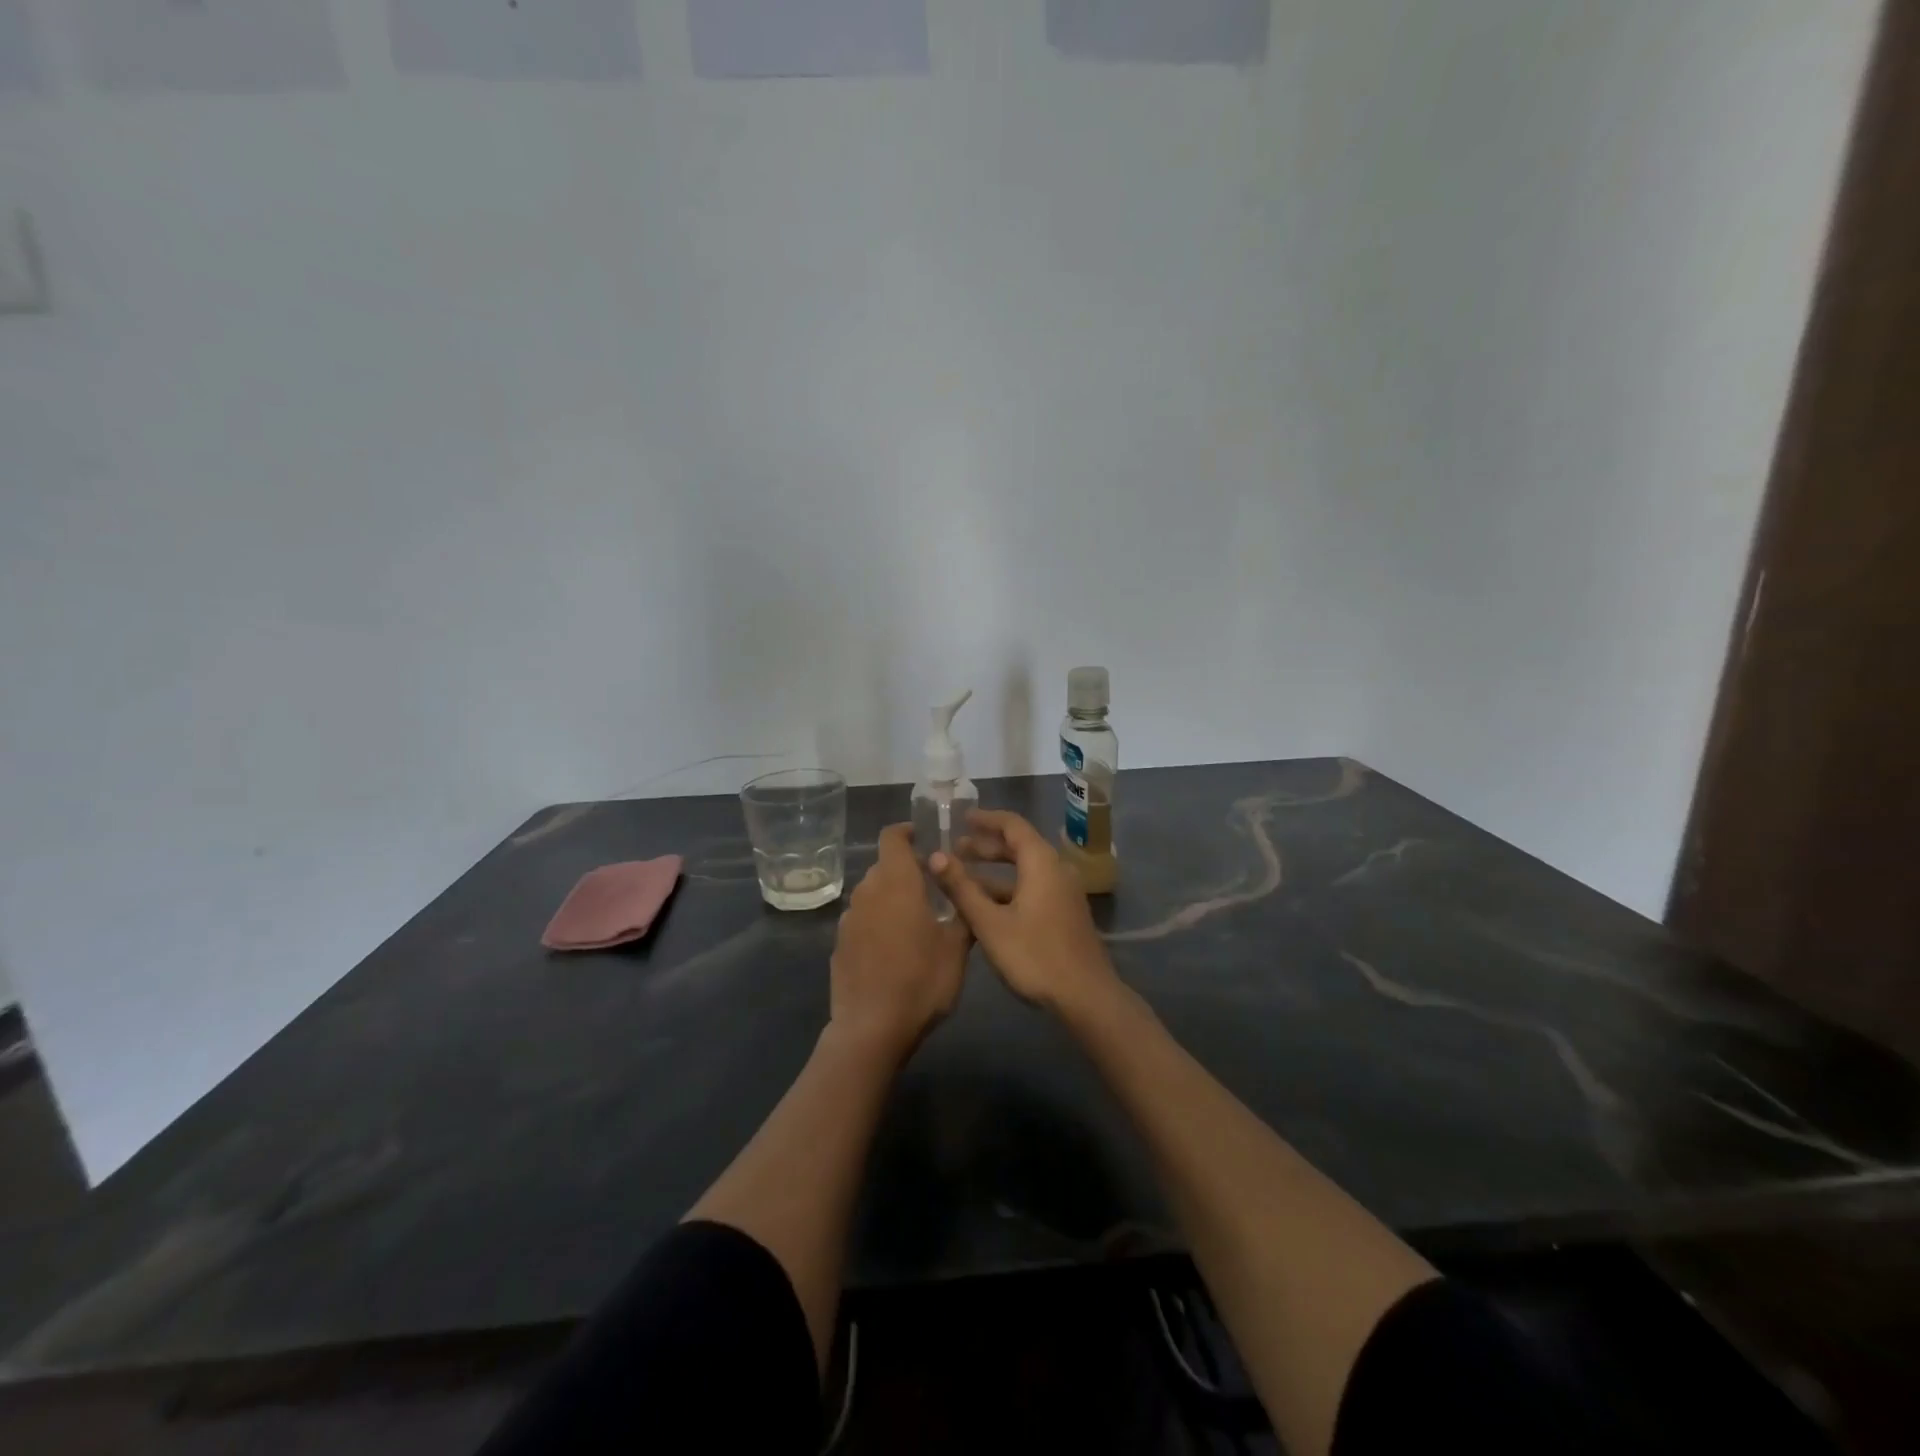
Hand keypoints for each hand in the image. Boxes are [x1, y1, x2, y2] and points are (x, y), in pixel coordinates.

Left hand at [829, 824, 970, 1060]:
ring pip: (872, 894)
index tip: (924, 837)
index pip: (892, 837)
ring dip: (891, 898)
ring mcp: (849, 919)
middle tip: (933, 889)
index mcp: (897, 882)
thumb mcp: (956, 948)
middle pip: (885, 867)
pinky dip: (877, 923)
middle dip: (907, 871)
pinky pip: (862, 921)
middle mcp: (868, 892)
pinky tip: (893, 950)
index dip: (907, 831)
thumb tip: (966, 889)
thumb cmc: (921, 981)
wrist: (872, 1029)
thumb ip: (962, 913)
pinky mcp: (839, 945)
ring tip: (915, 921)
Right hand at [931, 810, 1117, 1014]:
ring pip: (1025, 870)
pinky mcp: (1065, 914)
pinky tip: (985, 906)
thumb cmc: (1035, 955)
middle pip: (1020, 846)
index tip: (961, 818)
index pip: (1012, 825)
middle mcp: (1056, 870)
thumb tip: (935, 856)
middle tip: (955, 849)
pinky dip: (1008, 888)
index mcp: (1041, 863)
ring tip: (963, 877)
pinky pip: (1033, 887)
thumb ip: (962, 888)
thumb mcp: (990, 923)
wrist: (1086, 997)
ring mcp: (1063, 893)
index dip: (986, 819)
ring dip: (995, 870)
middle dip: (986, 846)